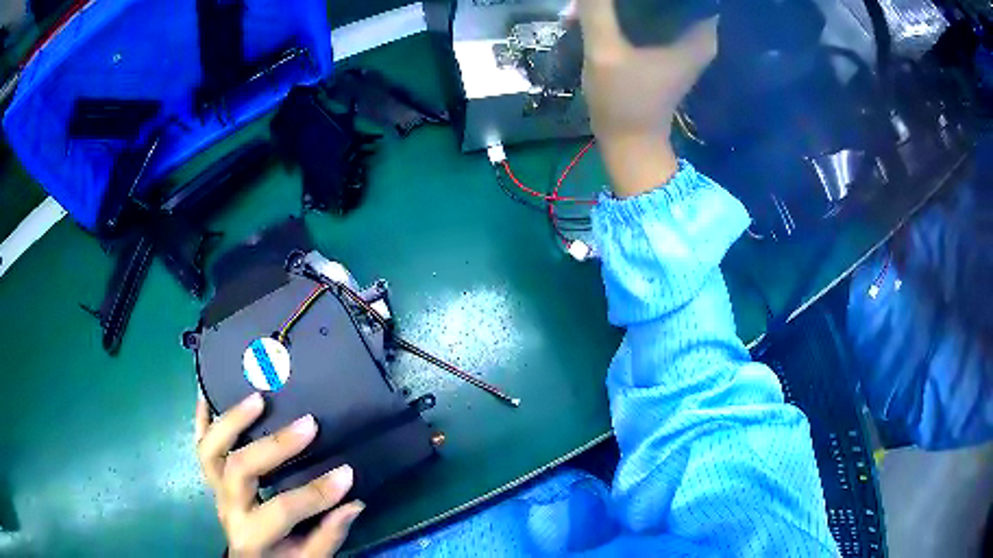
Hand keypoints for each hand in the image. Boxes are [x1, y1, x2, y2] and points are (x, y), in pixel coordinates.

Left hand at [195, 393, 364, 556]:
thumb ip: (329, 535)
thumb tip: (354, 502)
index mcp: (253, 534)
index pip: (283, 509)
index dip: (316, 492)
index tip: (347, 472)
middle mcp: (228, 507)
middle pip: (240, 470)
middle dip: (275, 446)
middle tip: (307, 423)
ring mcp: (216, 489)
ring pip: (211, 450)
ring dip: (233, 420)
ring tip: (258, 397)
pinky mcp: (212, 477)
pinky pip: (200, 443)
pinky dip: (201, 416)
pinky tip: (208, 389)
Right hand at [574, 0, 717, 196]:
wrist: (629, 142)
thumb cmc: (623, 100)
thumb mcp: (605, 50)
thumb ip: (597, 9)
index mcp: (699, 32)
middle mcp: (698, 33)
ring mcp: (682, 41)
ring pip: (652, 4)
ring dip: (618, 2)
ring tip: (585, 6)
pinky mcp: (667, 48)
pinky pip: (646, 17)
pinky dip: (621, 13)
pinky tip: (593, 15)